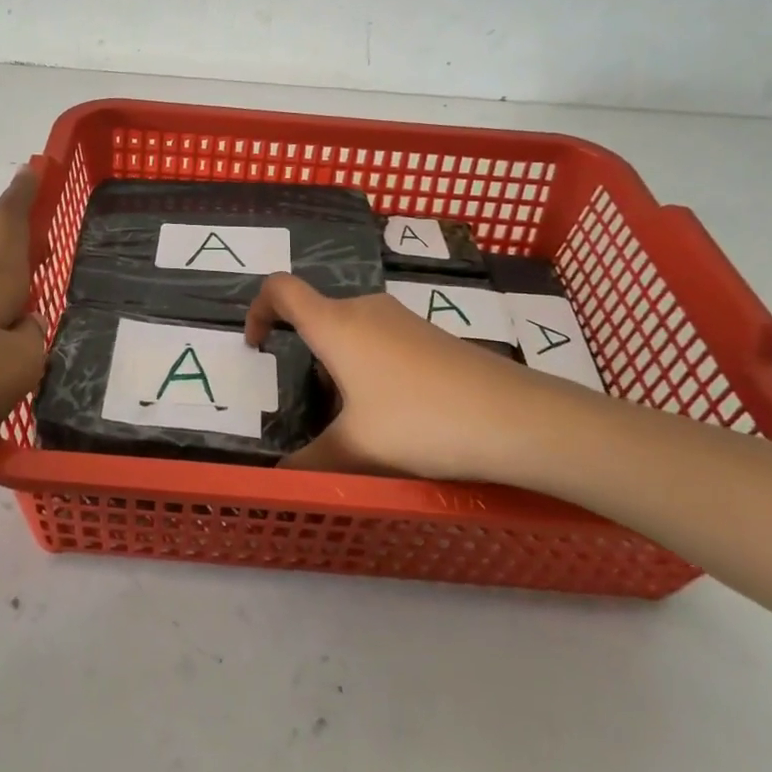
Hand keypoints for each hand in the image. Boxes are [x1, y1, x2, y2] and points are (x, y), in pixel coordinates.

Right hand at [246, 272, 603, 484]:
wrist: (514, 417)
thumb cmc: (420, 421)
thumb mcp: (357, 450)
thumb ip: (311, 465)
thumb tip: (279, 482)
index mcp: (336, 325)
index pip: (281, 289)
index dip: (258, 309)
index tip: (257, 345)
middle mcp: (366, 310)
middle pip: (317, 313)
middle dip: (302, 351)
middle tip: (304, 402)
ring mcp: (402, 319)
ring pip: (352, 330)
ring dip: (338, 363)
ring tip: (348, 416)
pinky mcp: (430, 335)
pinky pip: (382, 340)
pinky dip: (368, 366)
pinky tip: (391, 412)